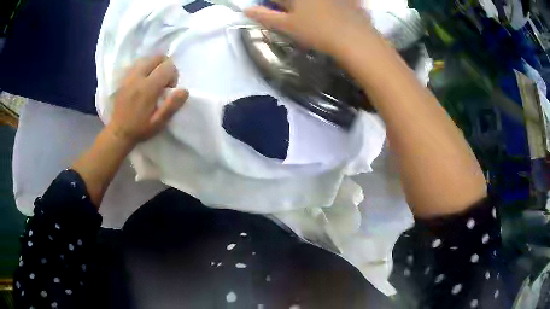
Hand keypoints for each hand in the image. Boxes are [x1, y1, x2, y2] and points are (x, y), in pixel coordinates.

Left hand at [107, 55, 188, 144]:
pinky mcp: (123, 78)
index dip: (173, 76)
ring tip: (153, 80)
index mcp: (148, 88)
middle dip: (165, 66)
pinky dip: (144, 67)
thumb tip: (184, 90)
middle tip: (163, 82)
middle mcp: (138, 77)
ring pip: (147, 58)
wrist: (118, 132)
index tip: (169, 89)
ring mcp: (129, 76)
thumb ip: (172, 105)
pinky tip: (143, 80)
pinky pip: (137, 64)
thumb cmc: (140, 129)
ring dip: (154, 66)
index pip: (168, 67)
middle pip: (158, 57)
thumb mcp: (159, 122)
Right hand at [244, 0, 371, 54]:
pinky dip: (338, 3)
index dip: (271, 4)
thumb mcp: (288, 26)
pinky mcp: (351, 0)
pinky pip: (344, 1)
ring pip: (315, 2)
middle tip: (292, 14)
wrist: (355, 40)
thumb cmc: (318, 32)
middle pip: (295, 0)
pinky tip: (333, 11)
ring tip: (311, 18)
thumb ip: (266, 16)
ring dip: (309, 6)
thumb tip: (246, 10)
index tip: (272, 9)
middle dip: (290, 5)